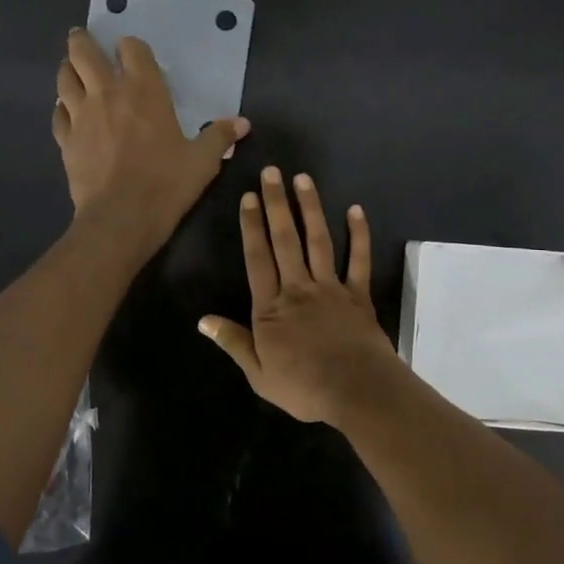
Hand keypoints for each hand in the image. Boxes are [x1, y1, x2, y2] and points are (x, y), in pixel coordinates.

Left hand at [53, 28, 248, 256]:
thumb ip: (220, 136)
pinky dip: (62, 108)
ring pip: (64, 78)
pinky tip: (67, 112)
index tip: (133, 53)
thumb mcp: (203, 161)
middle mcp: (107, 93)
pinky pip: (58, 114)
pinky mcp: (65, 140)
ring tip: (72, 70)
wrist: (121, 218)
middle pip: (83, 52)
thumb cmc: (166, 183)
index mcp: (144, 90)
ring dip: (68, 70)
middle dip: (82, 42)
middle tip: (83, 38)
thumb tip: (243, 123)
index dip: (131, 47)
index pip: (131, 48)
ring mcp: (81, 115)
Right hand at [198, 167, 401, 423]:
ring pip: (318, 241)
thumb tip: (203, 320)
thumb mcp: (258, 374)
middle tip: (271, 172)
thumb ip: (233, 342)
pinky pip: (359, 260)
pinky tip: (355, 210)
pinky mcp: (358, 294)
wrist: (356, 390)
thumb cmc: (304, 387)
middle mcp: (298, 288)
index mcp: (271, 308)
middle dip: (276, 204)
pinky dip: (359, 235)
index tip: (249, 197)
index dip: (251, 226)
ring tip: (303, 179)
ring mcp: (330, 288)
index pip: (257, 258)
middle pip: (284, 240)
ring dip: (310, 208)